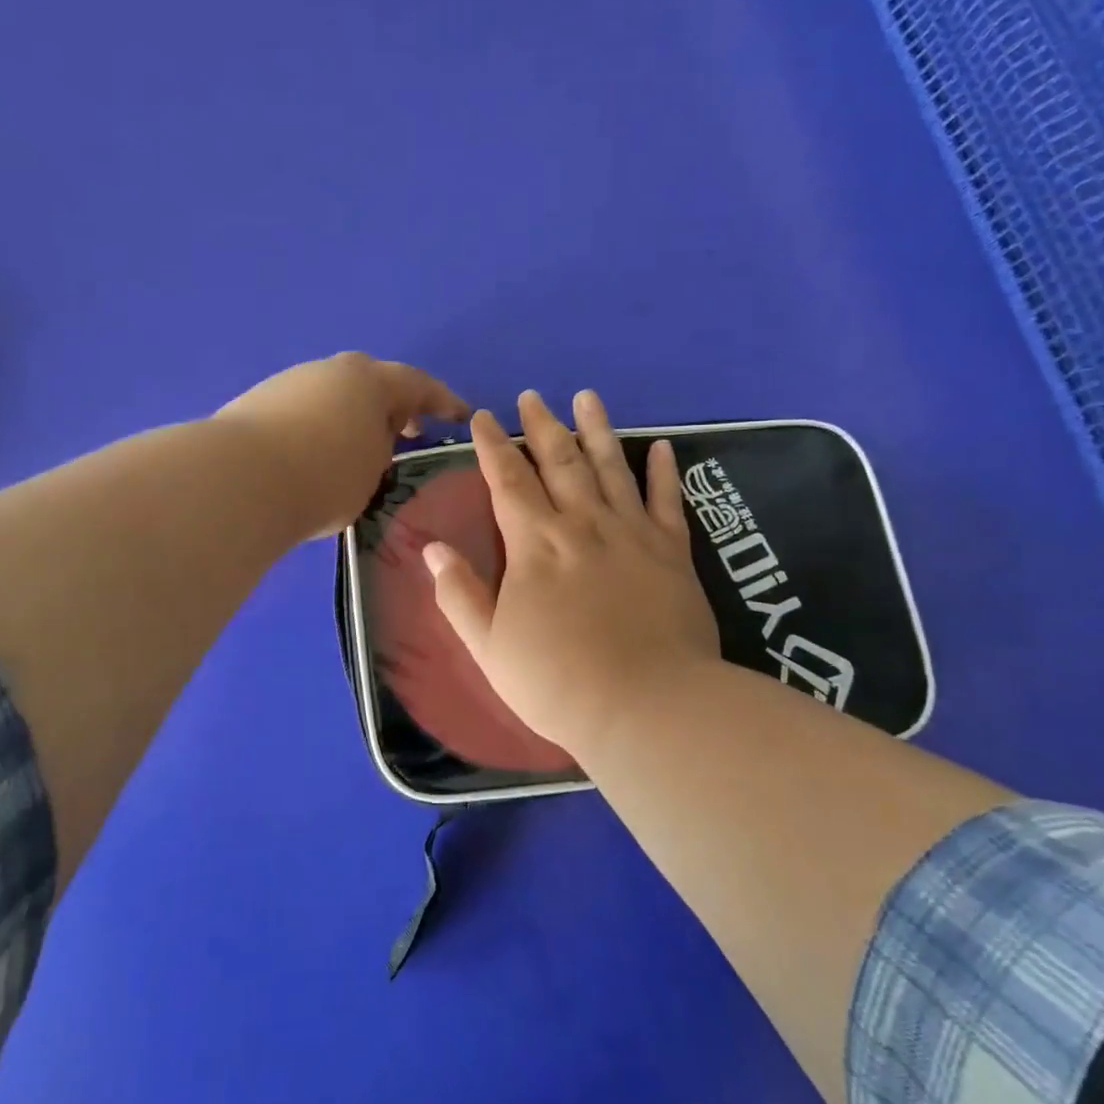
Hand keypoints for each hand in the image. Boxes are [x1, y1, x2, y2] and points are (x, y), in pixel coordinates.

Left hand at [217, 352, 468, 536]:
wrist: (238, 479)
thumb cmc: (323, 476)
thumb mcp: (371, 471)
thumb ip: (380, 451)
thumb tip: (367, 443)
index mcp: (369, 380)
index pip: (418, 384)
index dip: (443, 400)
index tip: (461, 415)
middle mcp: (330, 370)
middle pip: (372, 381)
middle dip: (393, 406)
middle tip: (405, 432)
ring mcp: (290, 382)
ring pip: (334, 395)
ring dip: (352, 417)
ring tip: (356, 452)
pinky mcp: (257, 401)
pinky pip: (304, 410)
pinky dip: (320, 427)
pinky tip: (314, 456)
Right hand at [422, 389, 720, 757]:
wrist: (648, 707)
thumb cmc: (558, 682)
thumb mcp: (489, 646)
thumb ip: (459, 594)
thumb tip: (431, 548)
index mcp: (535, 543)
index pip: (506, 479)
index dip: (491, 444)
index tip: (481, 416)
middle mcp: (582, 524)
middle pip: (559, 461)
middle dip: (541, 426)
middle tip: (531, 397)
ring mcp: (631, 533)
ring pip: (611, 467)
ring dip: (597, 429)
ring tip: (587, 397)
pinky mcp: (673, 552)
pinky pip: (667, 501)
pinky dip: (664, 471)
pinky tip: (662, 446)